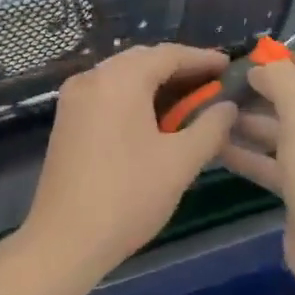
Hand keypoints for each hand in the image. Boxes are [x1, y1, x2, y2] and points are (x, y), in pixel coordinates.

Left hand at [21, 43, 237, 282]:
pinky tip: (155, 117)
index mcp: (119, 79)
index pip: (168, 54)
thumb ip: (210, 127)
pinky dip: (134, 97)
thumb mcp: (180, 162)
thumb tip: (228, 106)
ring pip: (123, 76)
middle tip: (213, 83)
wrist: (64, 240)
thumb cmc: (128, 196)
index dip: (202, 59)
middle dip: (179, 69)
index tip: (230, 65)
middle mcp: (92, 77)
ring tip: (190, 100)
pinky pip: (107, 93)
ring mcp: (74, 98)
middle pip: (143, 60)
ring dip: (156, 83)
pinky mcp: (66, 120)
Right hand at [218, 51, 294, 294]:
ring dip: (255, 123)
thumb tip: (262, 65)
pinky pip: (278, 164)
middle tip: (232, 85)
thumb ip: (282, 82)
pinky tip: (218, 147)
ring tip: (217, 113)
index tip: (266, 58)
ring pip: (289, 134)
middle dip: (270, 92)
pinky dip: (252, 154)